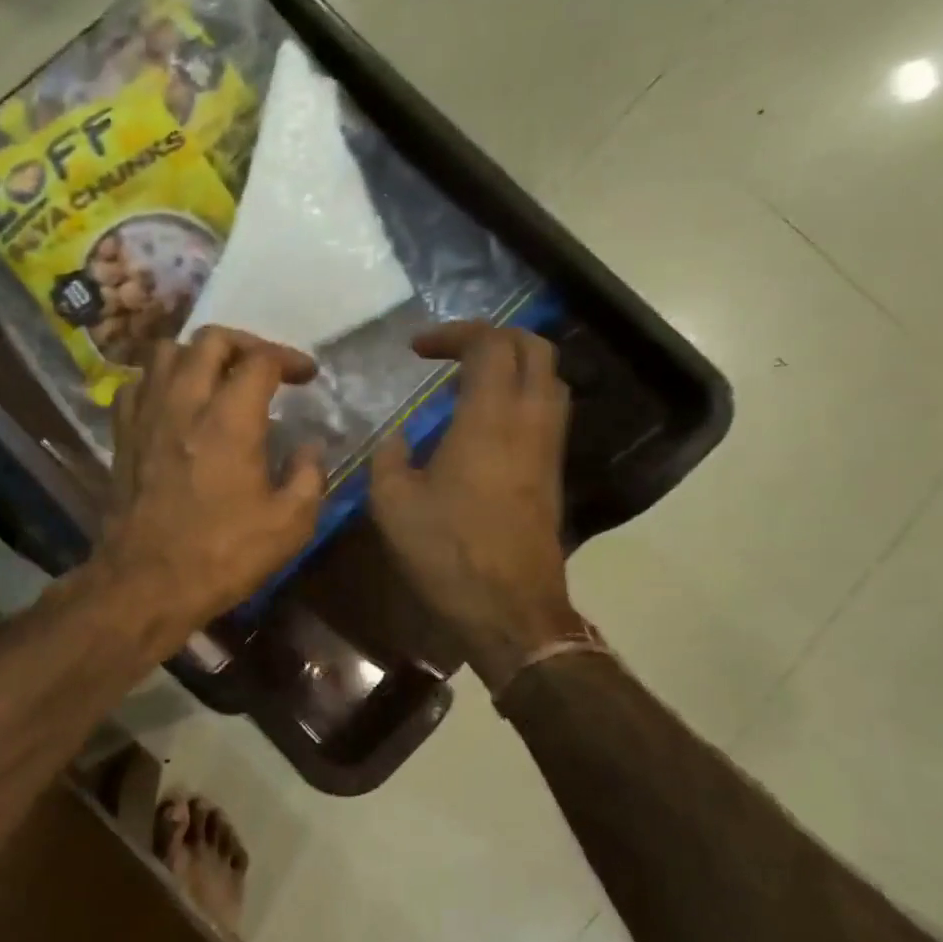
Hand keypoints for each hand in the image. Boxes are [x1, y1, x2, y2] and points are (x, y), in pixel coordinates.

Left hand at [93, 327, 324, 653]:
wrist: (145, 584)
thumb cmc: (221, 556)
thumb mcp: (289, 524)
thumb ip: (309, 475)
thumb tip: (310, 446)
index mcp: (230, 419)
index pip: (261, 360)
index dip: (290, 359)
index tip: (307, 376)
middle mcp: (184, 402)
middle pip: (210, 339)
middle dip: (245, 344)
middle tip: (264, 368)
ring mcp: (146, 416)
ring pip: (165, 352)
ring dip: (196, 355)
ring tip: (216, 378)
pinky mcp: (122, 436)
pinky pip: (135, 385)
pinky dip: (157, 381)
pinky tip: (172, 403)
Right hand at [370, 323, 586, 690]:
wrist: (508, 608)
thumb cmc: (446, 552)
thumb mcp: (392, 503)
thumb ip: (390, 457)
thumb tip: (398, 437)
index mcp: (489, 419)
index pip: (489, 344)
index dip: (454, 333)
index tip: (417, 349)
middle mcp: (529, 421)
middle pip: (534, 349)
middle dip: (493, 337)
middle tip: (452, 352)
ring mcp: (548, 448)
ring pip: (549, 379)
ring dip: (513, 365)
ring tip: (469, 382)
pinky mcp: (552, 473)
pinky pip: (547, 411)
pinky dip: (521, 396)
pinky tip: (484, 422)